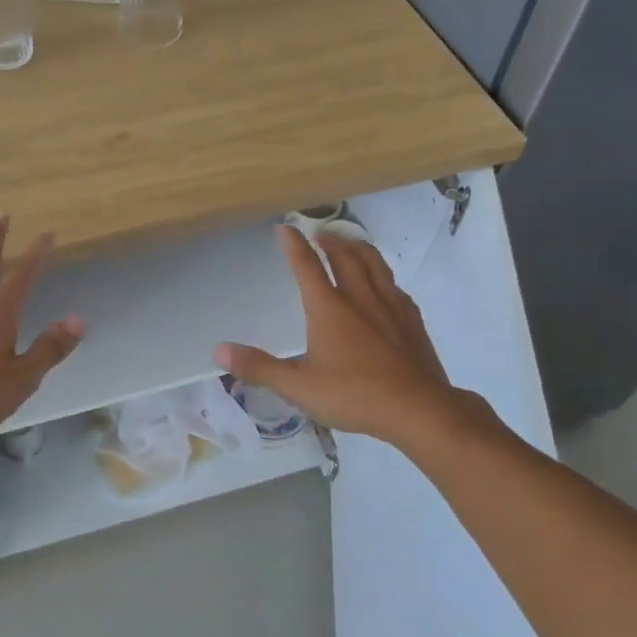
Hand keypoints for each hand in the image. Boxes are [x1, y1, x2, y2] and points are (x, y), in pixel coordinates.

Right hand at [214, 228, 498, 446]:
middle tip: (320, 233)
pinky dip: (384, 276)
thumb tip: (218, 351)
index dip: (294, 245)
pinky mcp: (413, 321)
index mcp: (329, 308)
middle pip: (345, 258)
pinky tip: (386, 285)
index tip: (285, 227)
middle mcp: (360, 298)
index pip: (307, 267)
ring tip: (352, 243)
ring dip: (359, 249)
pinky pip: (395, 287)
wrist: (418, 409)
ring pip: (375, 266)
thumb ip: (259, 367)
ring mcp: (391, 307)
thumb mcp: (298, 386)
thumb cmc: (353, 395)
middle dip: (330, 242)